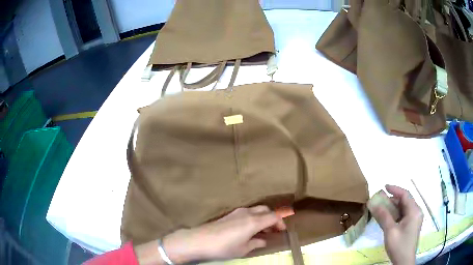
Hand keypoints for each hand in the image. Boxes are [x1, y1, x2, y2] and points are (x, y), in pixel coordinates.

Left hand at [162, 206, 285, 262]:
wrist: (200, 240)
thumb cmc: (223, 247)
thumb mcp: (243, 249)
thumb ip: (256, 243)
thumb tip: (263, 240)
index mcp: (254, 222)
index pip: (273, 216)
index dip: (280, 223)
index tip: (282, 231)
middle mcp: (247, 213)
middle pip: (266, 210)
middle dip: (272, 218)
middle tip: (273, 230)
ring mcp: (237, 212)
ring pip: (256, 210)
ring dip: (263, 217)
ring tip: (262, 231)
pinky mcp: (229, 214)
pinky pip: (247, 212)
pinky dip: (253, 218)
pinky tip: (249, 229)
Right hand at [368, 185, 422, 264]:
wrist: (404, 261)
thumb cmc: (399, 245)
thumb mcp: (390, 231)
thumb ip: (384, 216)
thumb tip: (374, 204)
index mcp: (414, 211)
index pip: (405, 195)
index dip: (395, 189)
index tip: (384, 187)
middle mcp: (416, 212)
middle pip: (404, 201)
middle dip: (392, 199)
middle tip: (380, 200)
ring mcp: (414, 219)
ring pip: (403, 208)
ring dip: (393, 207)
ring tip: (382, 208)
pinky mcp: (411, 225)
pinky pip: (403, 215)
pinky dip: (395, 214)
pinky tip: (388, 218)